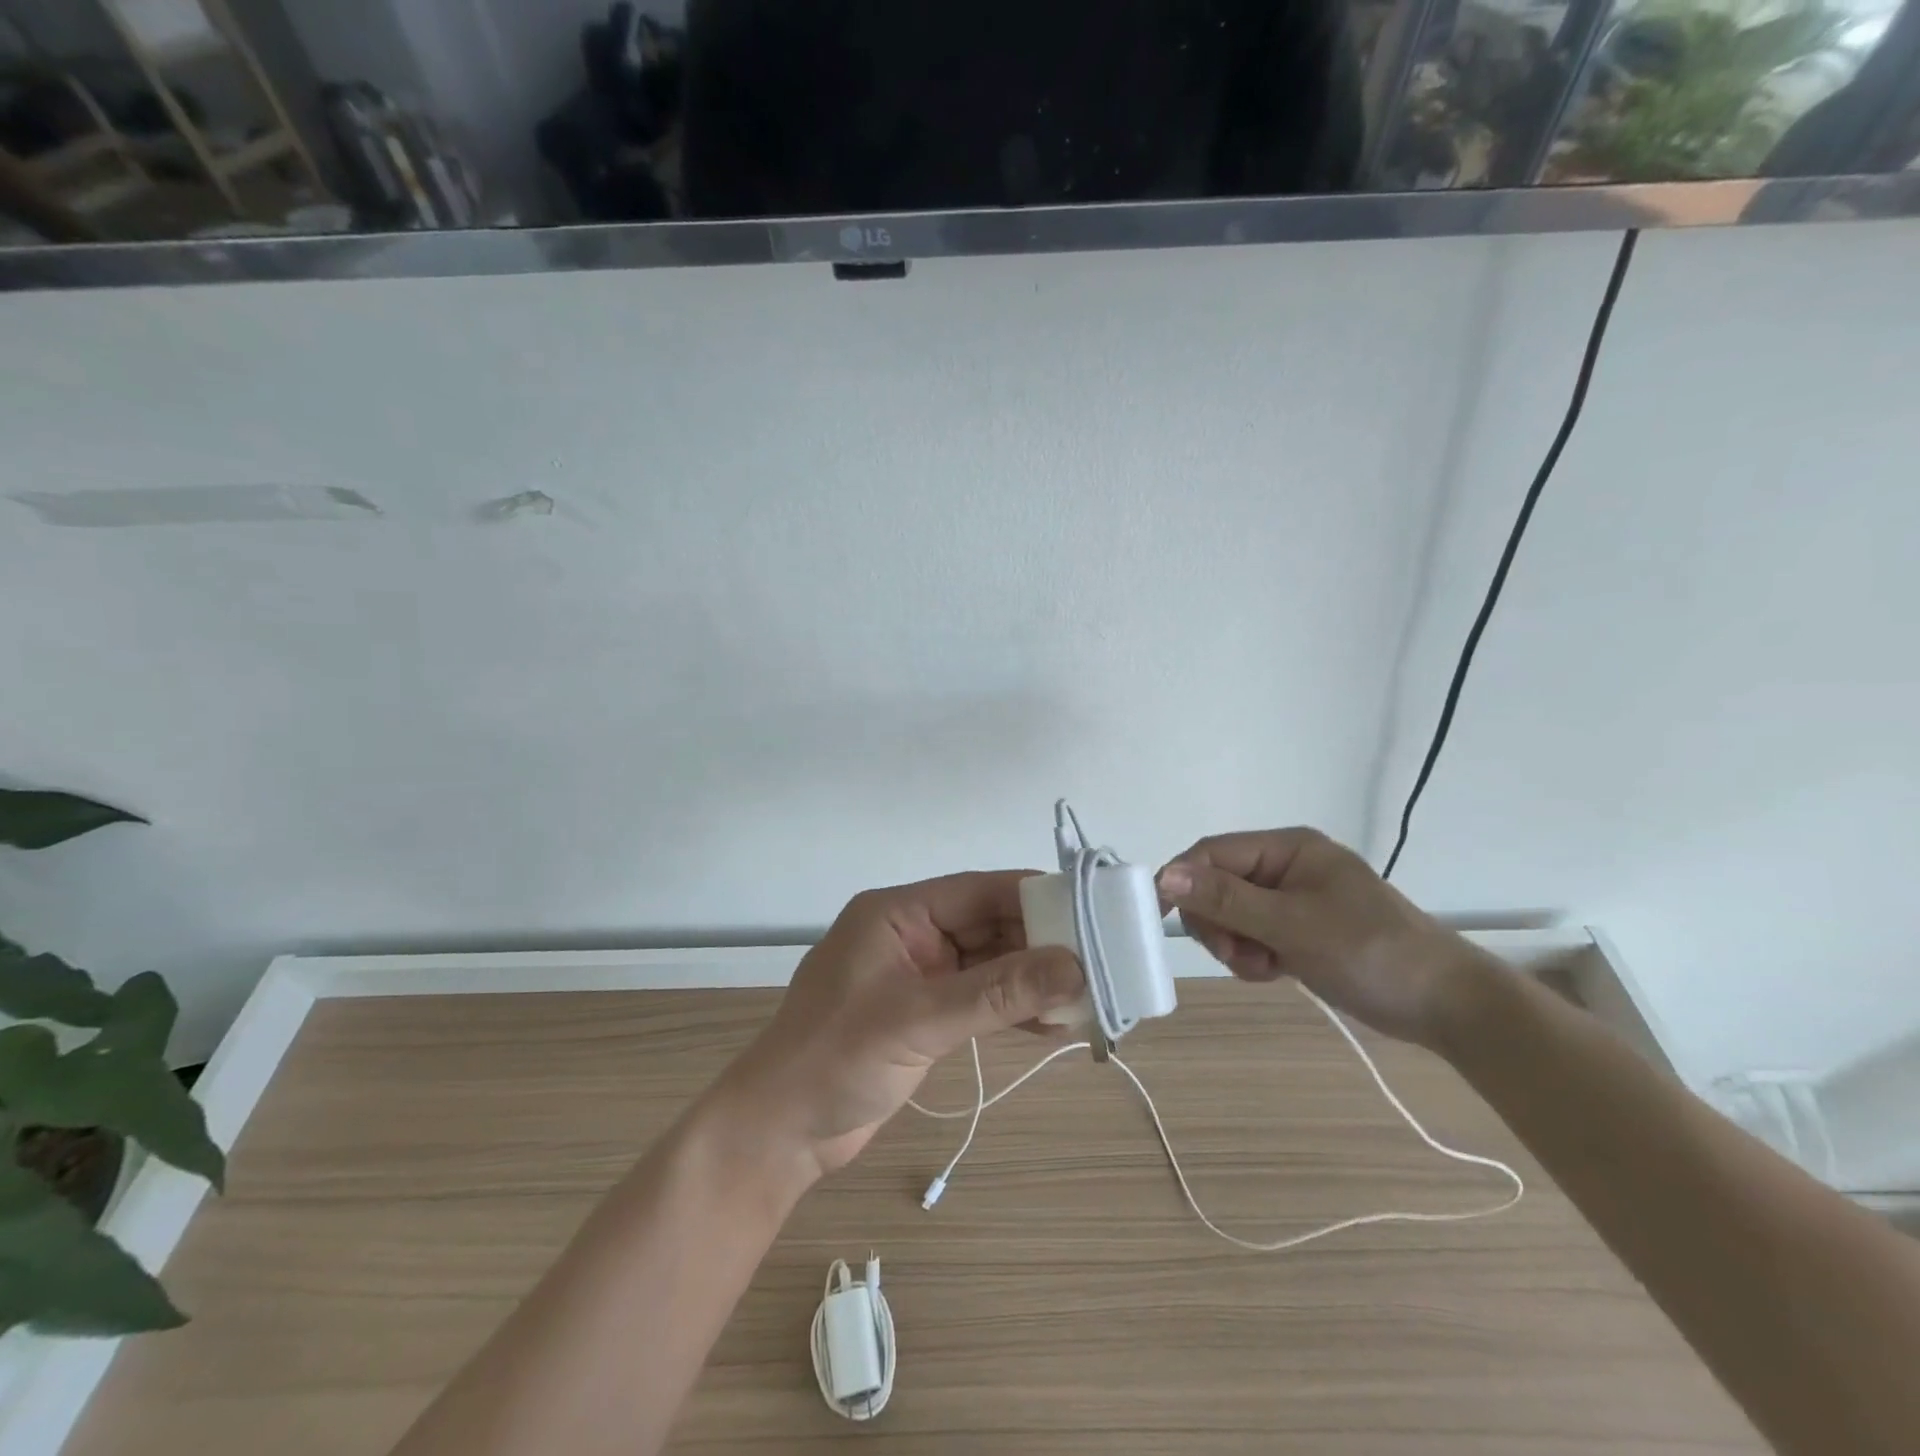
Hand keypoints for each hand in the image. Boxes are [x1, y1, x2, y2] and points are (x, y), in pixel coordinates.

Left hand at [715, 871, 1084, 1179]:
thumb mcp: (918, 1021)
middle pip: (990, 926)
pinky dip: (1013, 1009)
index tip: (1092, 911)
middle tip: (1101, 963)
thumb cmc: (834, 1059)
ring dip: (1033, 980)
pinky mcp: (925, 1014)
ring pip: (990, 965)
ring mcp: (919, 976)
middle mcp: (912, 934)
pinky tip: (1052, 1024)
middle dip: (1042, 944)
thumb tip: (1075, 967)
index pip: (979, 891)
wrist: (778, 1132)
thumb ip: (997, 993)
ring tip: (1087, 998)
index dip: (1035, 897)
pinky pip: (981, 999)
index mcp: (899, 913)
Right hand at [1156, 829, 1496, 1047]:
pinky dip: (1252, 956)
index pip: (1212, 853)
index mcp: (1287, 848)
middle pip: (1216, 885)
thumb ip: (1227, 899)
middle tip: (1237, 955)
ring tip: (1264, 968)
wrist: (1446, 1005)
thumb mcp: (1293, 924)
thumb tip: (1165, 875)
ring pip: (1229, 915)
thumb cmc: (1370, 952)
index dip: (1182, 880)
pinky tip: (1274, 973)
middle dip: (1217, 922)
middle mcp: (1284, 866)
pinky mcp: (1296, 931)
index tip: (1158, 917)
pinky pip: (1250, 936)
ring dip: (1235, 945)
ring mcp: (1290, 900)